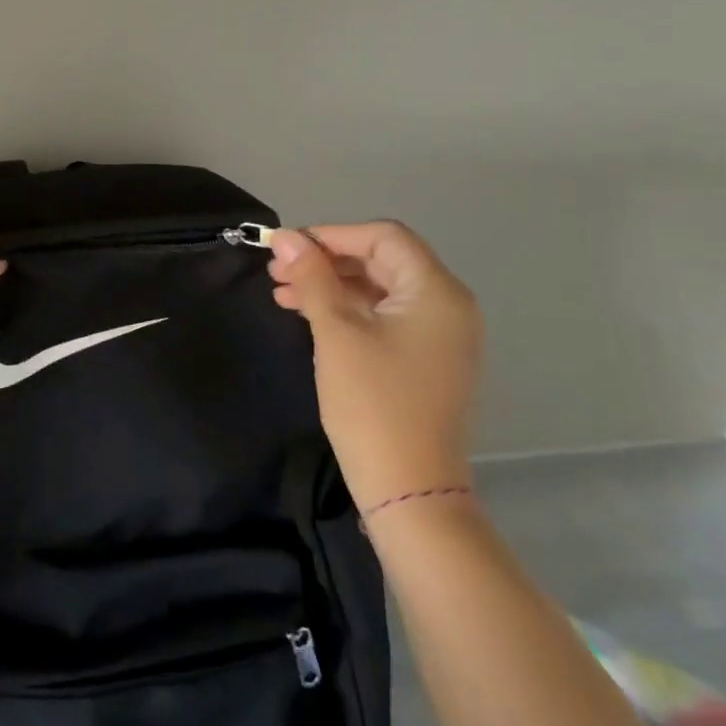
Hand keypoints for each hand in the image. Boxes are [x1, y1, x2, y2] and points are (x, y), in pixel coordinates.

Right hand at [269, 223, 482, 512]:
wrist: (409, 491)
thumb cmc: (373, 403)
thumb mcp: (336, 332)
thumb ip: (312, 277)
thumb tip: (285, 236)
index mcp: (437, 292)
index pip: (383, 237)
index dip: (332, 234)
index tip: (287, 247)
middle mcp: (448, 306)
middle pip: (382, 261)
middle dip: (326, 261)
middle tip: (277, 271)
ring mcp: (440, 335)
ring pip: (379, 290)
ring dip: (331, 285)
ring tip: (282, 293)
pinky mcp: (426, 359)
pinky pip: (385, 317)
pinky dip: (347, 310)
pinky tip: (308, 315)